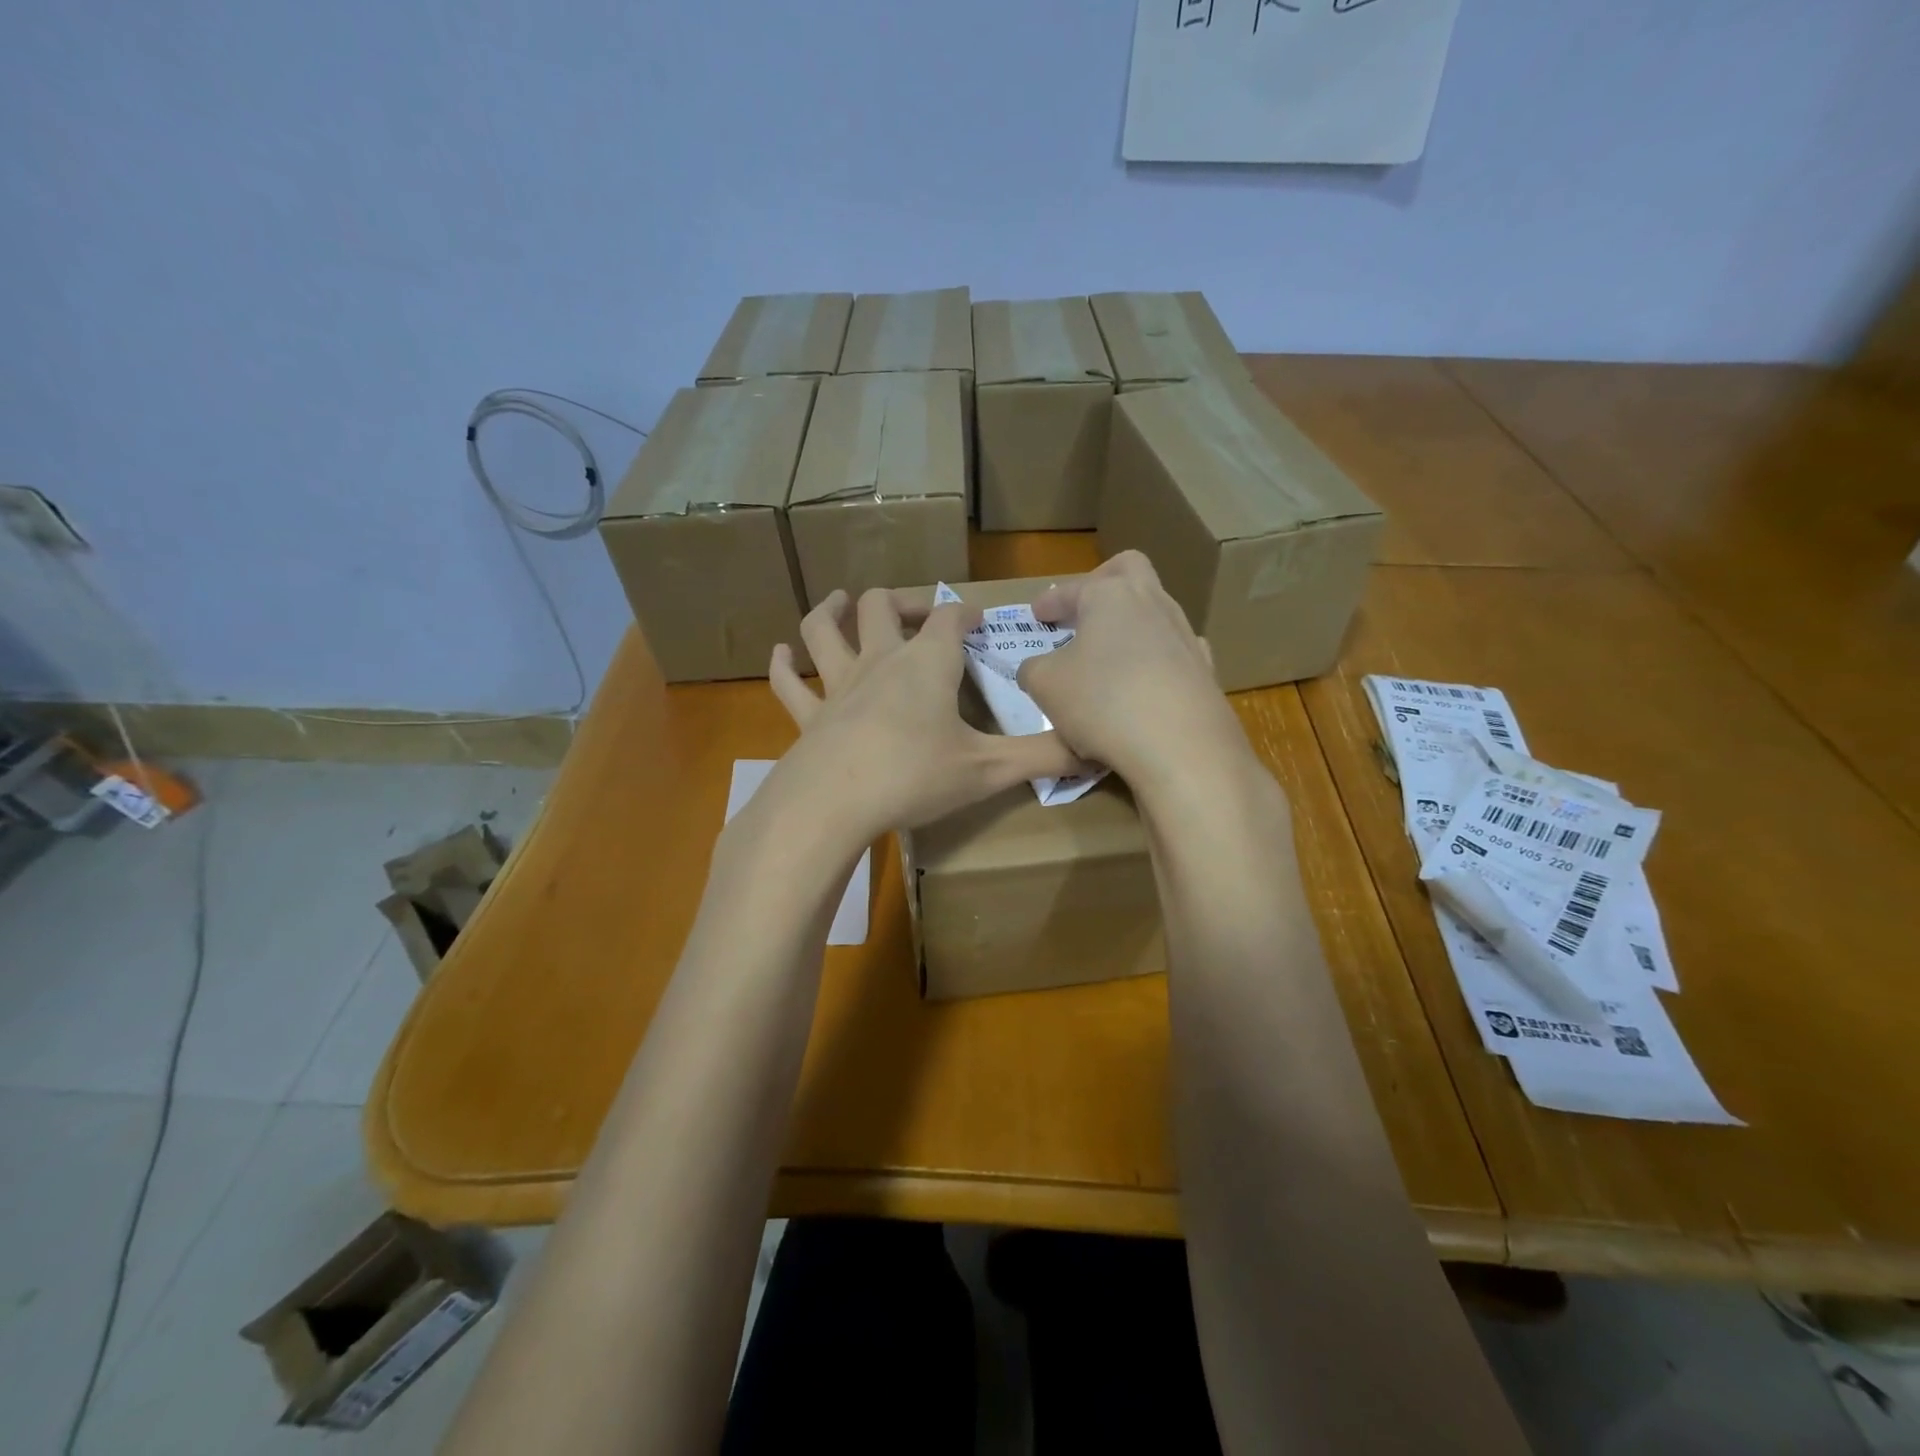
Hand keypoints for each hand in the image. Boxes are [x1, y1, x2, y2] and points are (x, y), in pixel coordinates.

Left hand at [765, 588, 1082, 844]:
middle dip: (905, 602)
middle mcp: (880, 661)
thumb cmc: (914, 777)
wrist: (832, 803)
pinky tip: (780, 655)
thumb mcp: (988, 769)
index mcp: (926, 664)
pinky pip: (789, 685)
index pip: (950, 619)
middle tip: (921, 612)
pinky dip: (783, 667)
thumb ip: (1043, 757)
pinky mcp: (808, 717)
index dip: (966, 613)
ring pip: (825, 631)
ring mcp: (838, 686)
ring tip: (838, 601)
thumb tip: (1095, 750)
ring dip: (831, 611)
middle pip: (884, 607)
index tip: (980, 621)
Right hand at [1017, 552, 1249, 795]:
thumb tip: (1038, 668)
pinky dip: (1155, 660)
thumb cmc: (1102, 703)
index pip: (1073, 589)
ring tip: (1108, 655)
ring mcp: (1185, 636)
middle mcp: (1153, 603)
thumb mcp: (1045, 685)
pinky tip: (1144, 683)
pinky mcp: (1205, 671)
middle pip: (1130, 570)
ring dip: (1129, 625)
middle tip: (1084, 607)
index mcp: (1111, 596)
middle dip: (1103, 581)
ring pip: (1155, 612)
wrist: (1181, 747)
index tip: (1037, 615)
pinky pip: (1175, 653)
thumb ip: (1033, 668)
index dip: (1050, 602)